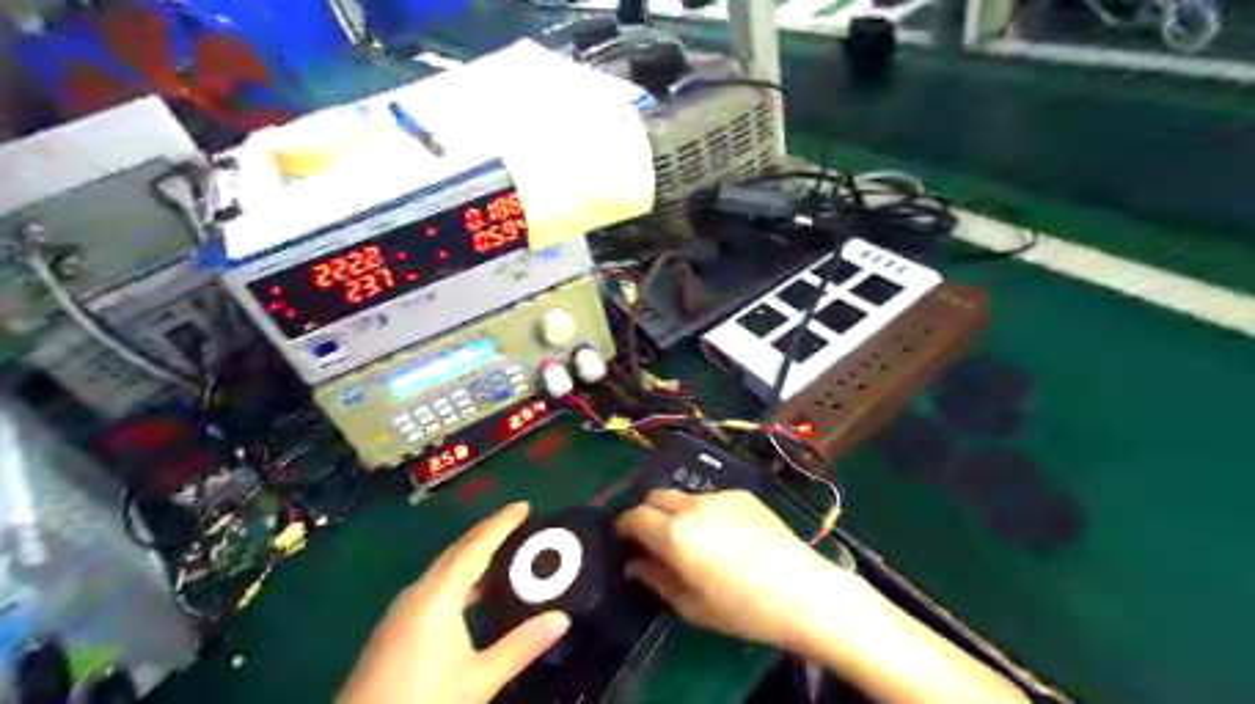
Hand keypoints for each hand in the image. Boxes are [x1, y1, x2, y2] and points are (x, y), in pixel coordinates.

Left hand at [333, 501, 568, 702]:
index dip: (501, 524)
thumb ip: (520, 646)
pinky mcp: (396, 627)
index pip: (475, 547)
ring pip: (444, 569)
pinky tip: (473, 593)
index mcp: (438, 596)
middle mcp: (418, 593)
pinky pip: (435, 585)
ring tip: (503, 551)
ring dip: (473, 554)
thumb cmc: (423, 700)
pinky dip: (459, 575)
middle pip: (457, 551)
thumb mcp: (479, 679)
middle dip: (487, 533)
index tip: (524, 506)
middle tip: (518, 522)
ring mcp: (402, 610)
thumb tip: (561, 618)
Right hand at [617, 490, 852, 648]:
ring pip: (683, 497)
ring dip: (675, 512)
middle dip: (646, 514)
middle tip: (653, 541)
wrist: (802, 591)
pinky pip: (711, 498)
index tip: (625, 544)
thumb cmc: (744, 608)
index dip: (624, 529)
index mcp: (676, 534)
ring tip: (692, 540)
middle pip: (655, 496)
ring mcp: (720, 495)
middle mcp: (693, 506)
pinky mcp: (743, 494)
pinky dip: (704, 512)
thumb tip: (636, 564)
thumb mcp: (692, 606)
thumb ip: (657, 579)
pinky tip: (724, 536)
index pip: (634, 516)